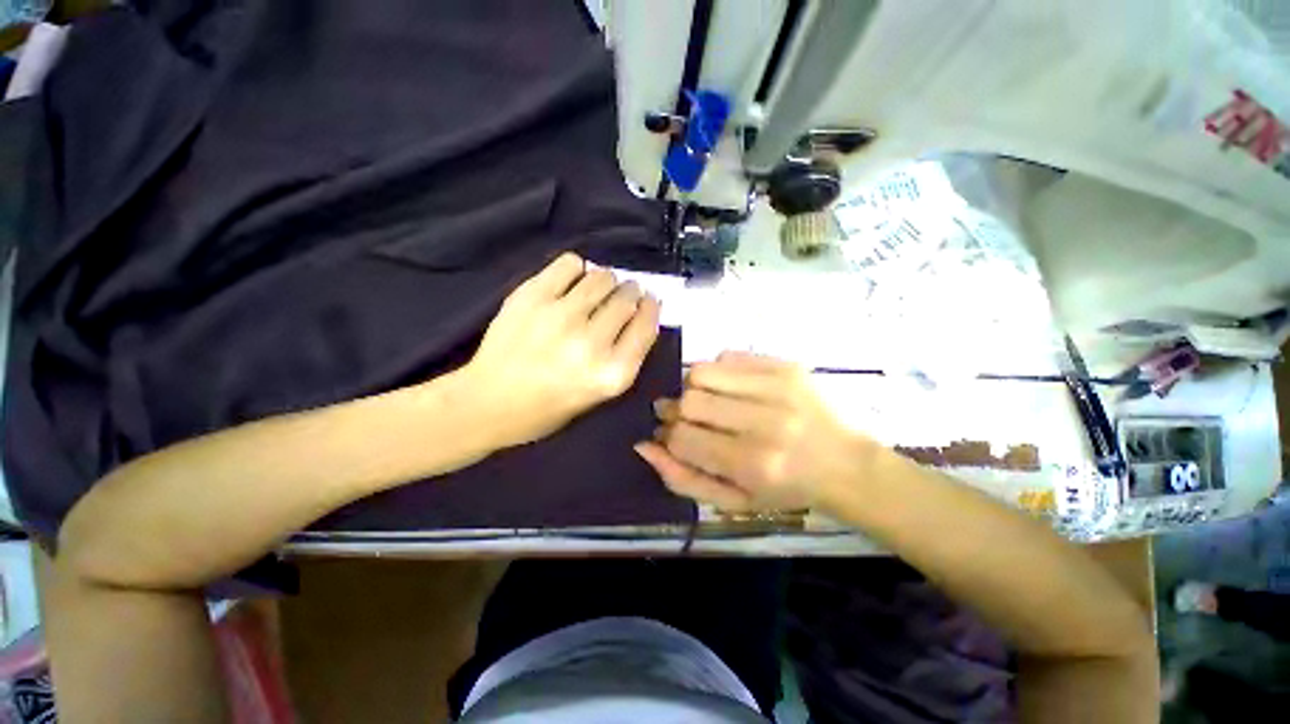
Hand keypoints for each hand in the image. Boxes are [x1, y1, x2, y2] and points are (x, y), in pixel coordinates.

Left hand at [464, 253, 660, 448]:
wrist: (488, 402)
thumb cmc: (549, 407)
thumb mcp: (600, 393)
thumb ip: (625, 355)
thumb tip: (640, 311)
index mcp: (611, 373)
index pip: (646, 326)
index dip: (651, 308)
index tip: (649, 301)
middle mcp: (591, 343)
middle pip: (626, 299)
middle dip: (630, 293)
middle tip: (622, 295)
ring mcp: (560, 316)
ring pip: (602, 278)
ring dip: (606, 280)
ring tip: (596, 290)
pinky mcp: (532, 297)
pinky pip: (570, 264)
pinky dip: (577, 268)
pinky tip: (572, 280)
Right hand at [634, 352, 868, 511]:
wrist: (846, 465)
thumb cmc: (786, 490)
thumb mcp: (733, 501)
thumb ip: (683, 478)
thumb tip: (644, 446)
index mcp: (753, 465)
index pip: (683, 438)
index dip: (670, 436)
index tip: (674, 437)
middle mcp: (766, 423)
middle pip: (690, 401)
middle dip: (679, 411)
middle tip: (689, 418)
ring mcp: (778, 388)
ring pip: (702, 372)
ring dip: (695, 388)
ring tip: (708, 401)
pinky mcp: (786, 366)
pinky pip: (728, 355)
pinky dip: (718, 371)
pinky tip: (731, 388)